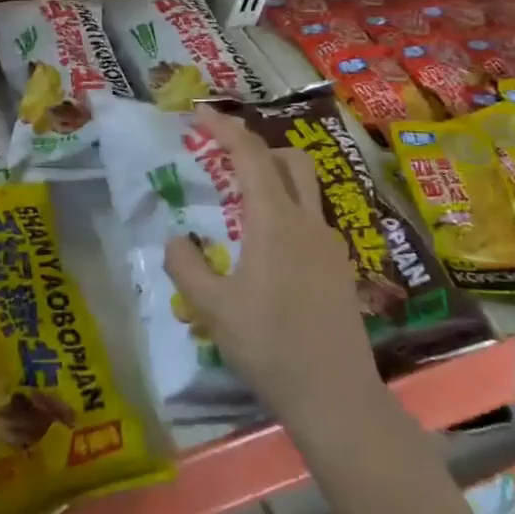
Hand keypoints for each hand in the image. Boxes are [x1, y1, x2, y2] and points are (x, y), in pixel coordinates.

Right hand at [164, 109, 382, 439]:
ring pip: (304, 189)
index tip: (199, 115)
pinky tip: (265, 246)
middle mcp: (307, 222)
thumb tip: (175, 240)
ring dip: (273, 177)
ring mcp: (329, 245)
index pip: (250, 155)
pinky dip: (285, 210)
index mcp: (275, 221)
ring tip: (239, 200)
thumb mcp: (212, 309)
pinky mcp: (339, 268)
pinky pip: (309, 220)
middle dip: (255, 147)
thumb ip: (186, 267)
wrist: (338, 398)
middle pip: (288, 161)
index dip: (224, 128)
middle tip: (221, 156)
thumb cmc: (270, 347)